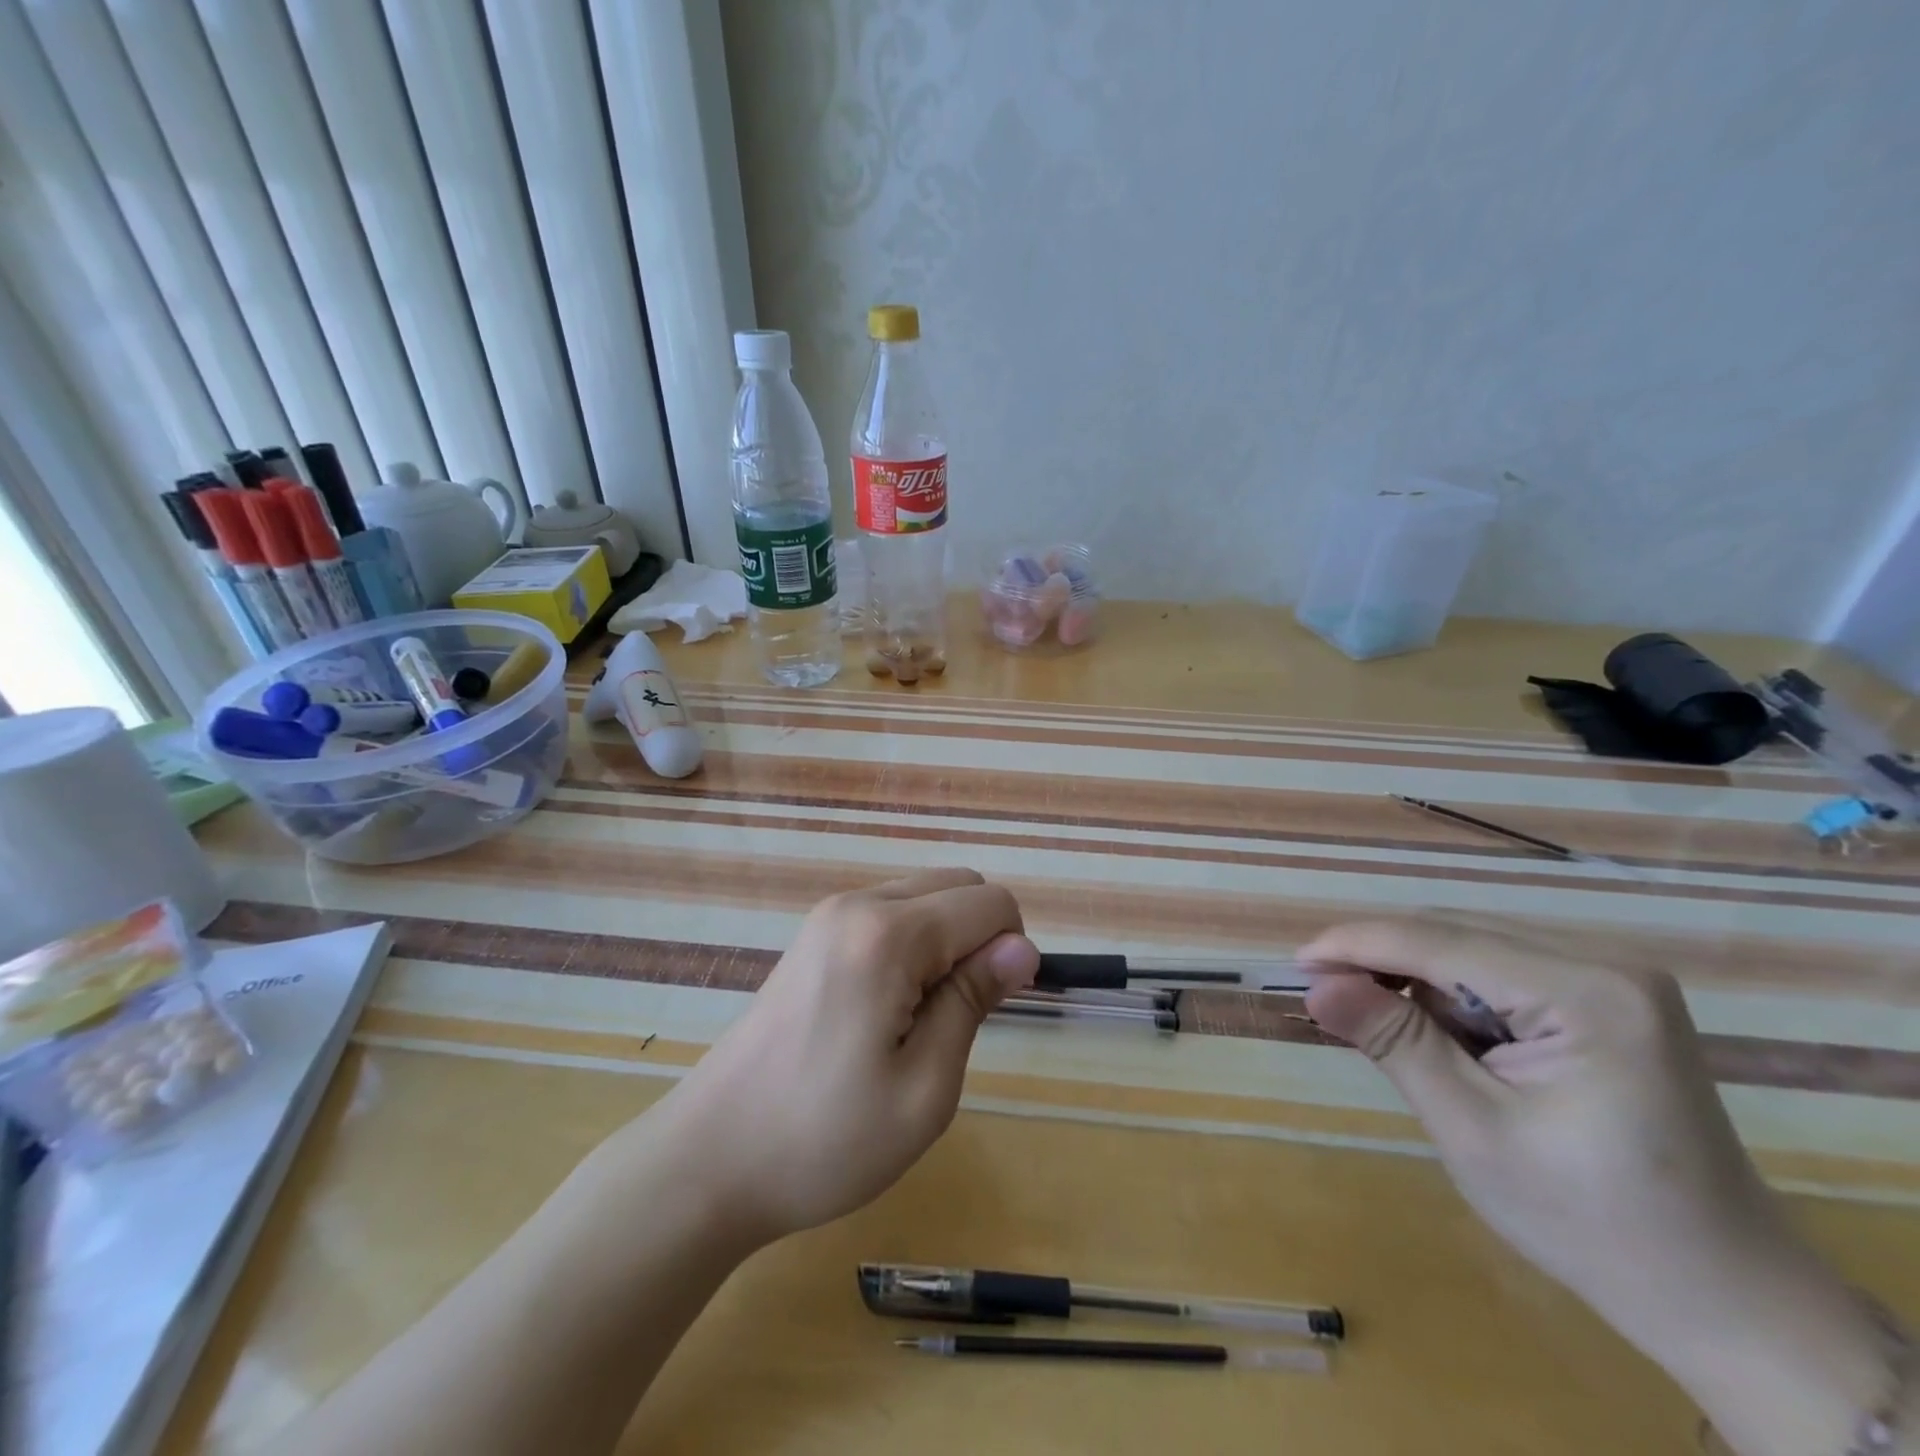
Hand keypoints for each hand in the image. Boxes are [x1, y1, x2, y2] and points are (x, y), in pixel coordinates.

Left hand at [651, 870, 1037, 1245]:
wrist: (710, 1158)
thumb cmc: (825, 1139)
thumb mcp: (924, 1088)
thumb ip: (974, 1000)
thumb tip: (1022, 947)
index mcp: (888, 934)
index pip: (989, 903)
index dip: (1011, 952)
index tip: (990, 1011)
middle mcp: (858, 904)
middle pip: (958, 884)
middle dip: (980, 936)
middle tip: (956, 1016)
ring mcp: (829, 915)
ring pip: (924, 894)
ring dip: (946, 940)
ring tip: (920, 1018)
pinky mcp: (813, 935)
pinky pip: (889, 912)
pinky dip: (913, 943)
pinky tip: (887, 1007)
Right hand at [1302, 918, 1892, 1455]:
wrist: (1726, 1300)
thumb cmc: (1594, 1225)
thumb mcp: (1473, 1131)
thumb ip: (1394, 1042)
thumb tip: (1316, 984)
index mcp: (1589, 994)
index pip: (1441, 943)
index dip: (1358, 945)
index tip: (1295, 963)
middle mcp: (1606, 964)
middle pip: (1456, 937)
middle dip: (1383, 962)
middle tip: (1322, 994)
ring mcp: (1612, 980)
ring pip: (1472, 951)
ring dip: (1415, 981)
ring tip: (1373, 1022)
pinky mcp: (1606, 1001)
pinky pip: (1499, 975)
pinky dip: (1451, 999)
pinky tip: (1434, 1035)